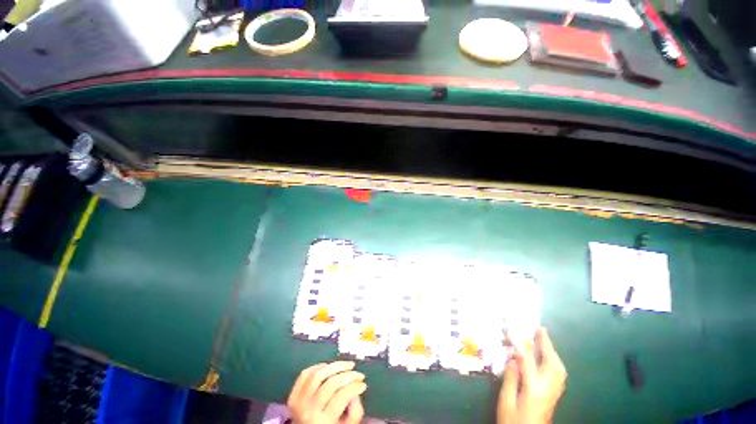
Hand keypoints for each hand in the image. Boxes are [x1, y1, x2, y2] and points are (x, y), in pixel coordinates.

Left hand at [287, 361, 366, 423]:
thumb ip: (355, 412)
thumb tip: (356, 392)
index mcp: (322, 422)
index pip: (341, 397)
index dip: (355, 387)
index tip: (363, 384)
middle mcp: (308, 412)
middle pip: (331, 384)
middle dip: (348, 375)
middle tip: (358, 373)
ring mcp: (298, 403)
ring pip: (318, 375)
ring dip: (335, 366)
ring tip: (347, 365)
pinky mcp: (293, 395)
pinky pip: (305, 374)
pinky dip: (318, 366)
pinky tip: (330, 366)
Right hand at [498, 327, 566, 423]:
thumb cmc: (513, 422)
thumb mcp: (506, 402)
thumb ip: (510, 379)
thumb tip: (512, 359)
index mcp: (534, 390)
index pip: (528, 361)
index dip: (519, 345)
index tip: (511, 332)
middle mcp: (548, 390)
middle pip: (553, 364)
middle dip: (547, 345)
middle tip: (540, 329)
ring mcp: (554, 394)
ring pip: (559, 369)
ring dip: (553, 353)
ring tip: (545, 341)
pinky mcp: (554, 397)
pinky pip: (559, 375)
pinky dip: (555, 362)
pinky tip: (548, 359)